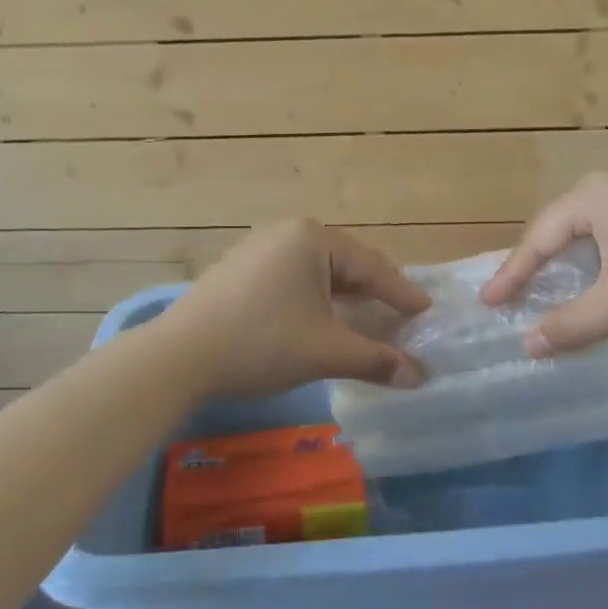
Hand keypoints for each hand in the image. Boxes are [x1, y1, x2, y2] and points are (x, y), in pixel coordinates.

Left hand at [144, 220, 431, 398]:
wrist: (181, 354)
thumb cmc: (262, 342)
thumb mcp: (325, 351)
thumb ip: (376, 359)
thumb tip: (418, 377)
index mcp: (312, 238)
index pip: (370, 265)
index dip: (401, 292)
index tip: (426, 310)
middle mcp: (288, 231)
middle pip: (345, 261)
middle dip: (374, 289)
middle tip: (402, 311)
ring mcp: (260, 246)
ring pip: (317, 269)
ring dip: (344, 293)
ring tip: (368, 314)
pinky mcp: (241, 266)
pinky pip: (293, 275)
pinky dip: (316, 295)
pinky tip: (322, 315)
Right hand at [480, 171, 607, 355]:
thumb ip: (570, 324)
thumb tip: (527, 346)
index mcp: (594, 195)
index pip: (540, 237)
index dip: (513, 273)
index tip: (489, 301)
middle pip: (563, 225)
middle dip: (540, 262)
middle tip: (517, 294)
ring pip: (593, 226)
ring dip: (573, 259)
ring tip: (557, 287)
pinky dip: (603, 253)